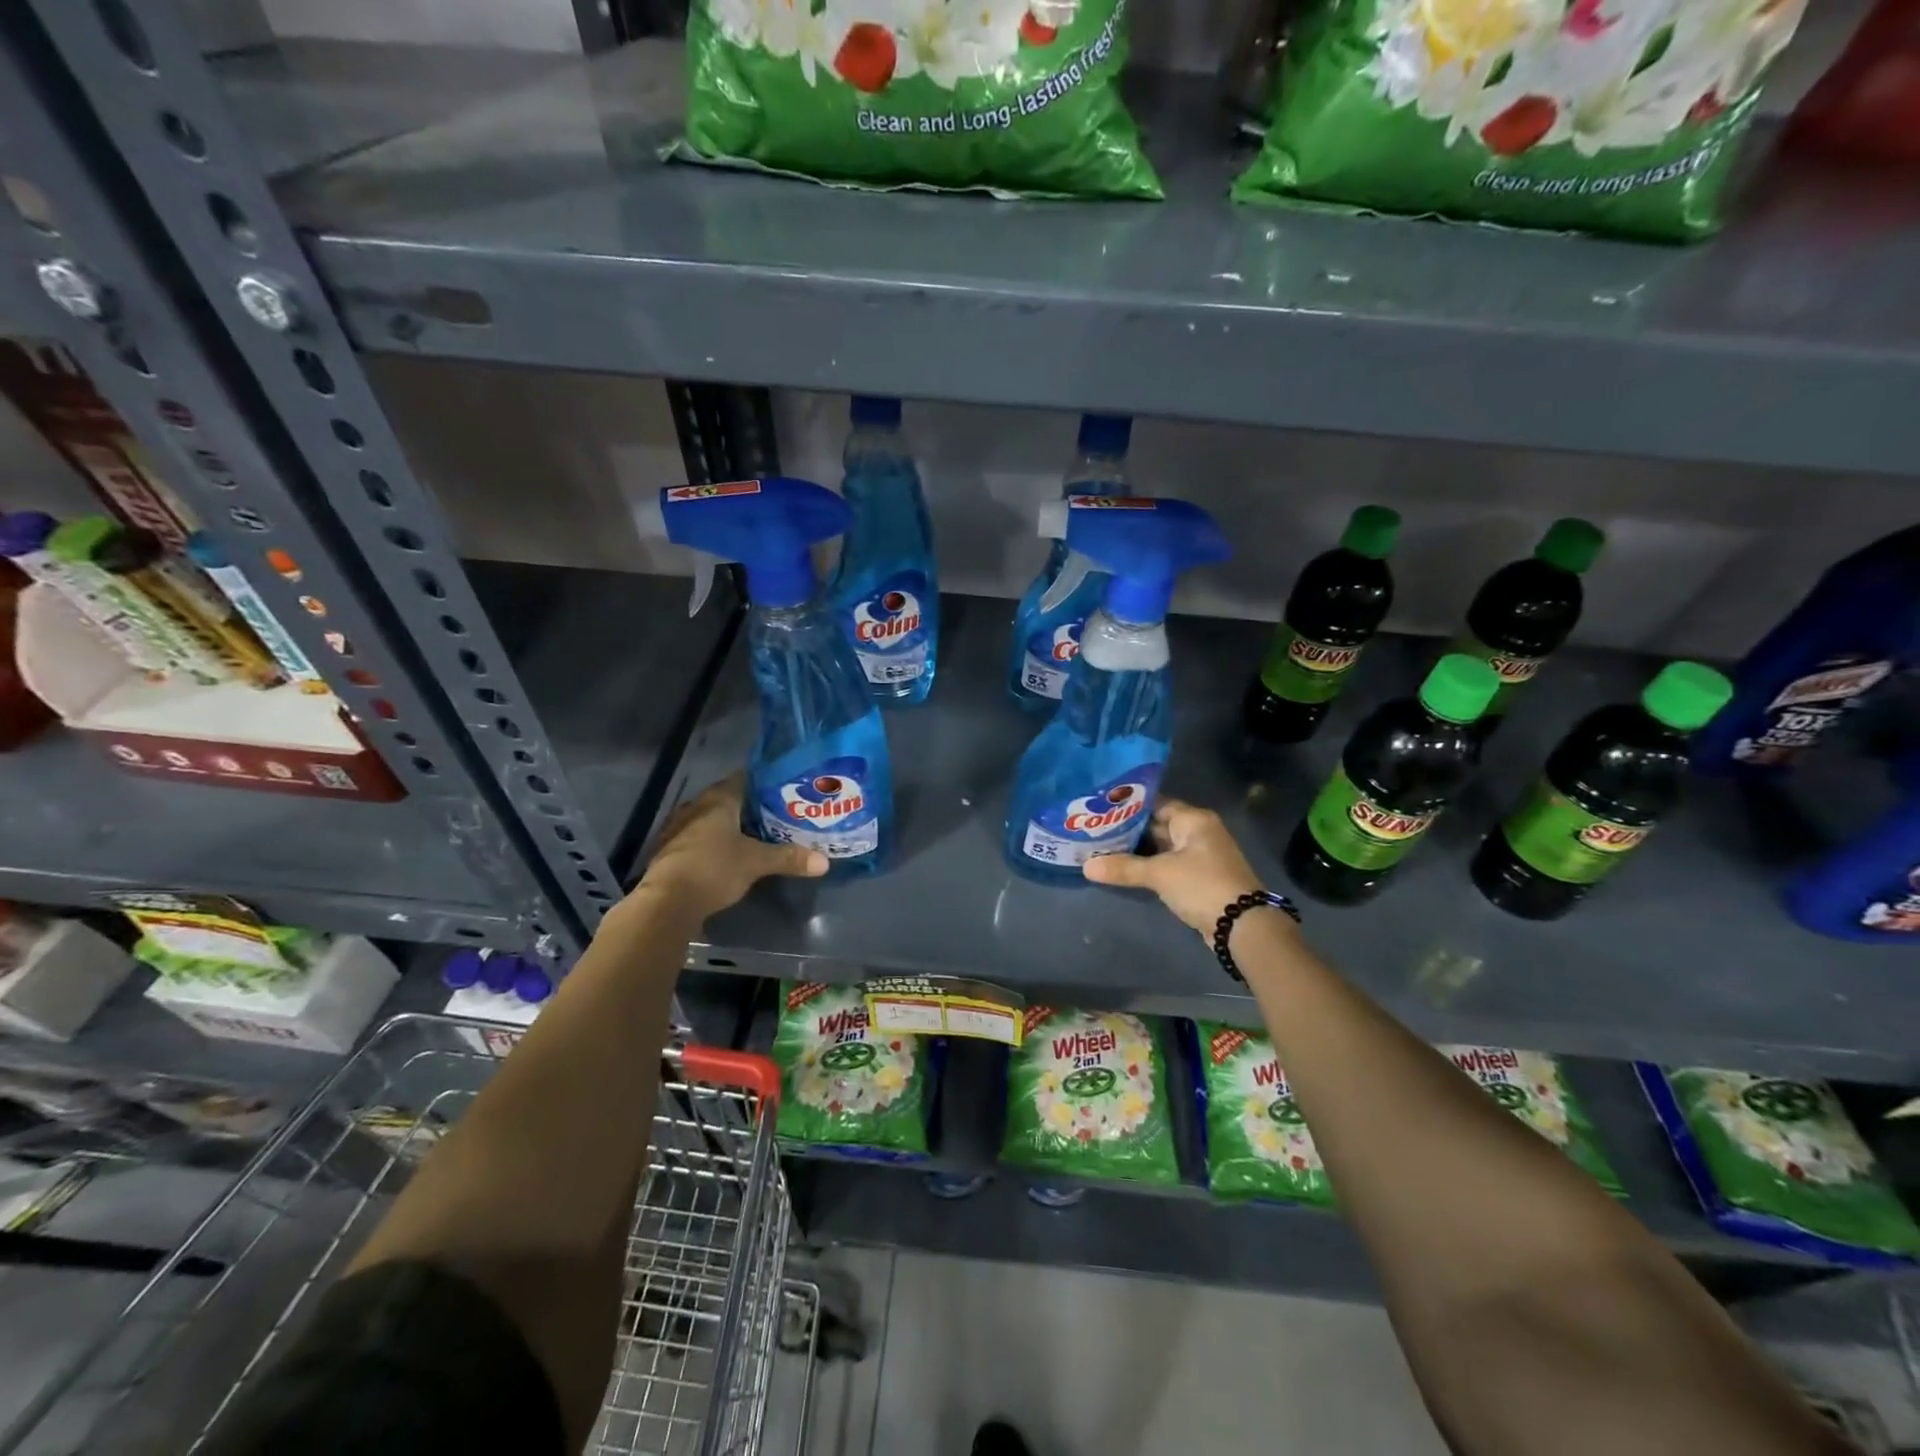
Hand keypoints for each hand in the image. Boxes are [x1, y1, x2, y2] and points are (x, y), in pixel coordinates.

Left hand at [635, 774, 826, 923]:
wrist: (666, 903)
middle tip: (776, 815)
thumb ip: (789, 858)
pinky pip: (699, 838)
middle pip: (727, 800)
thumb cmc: (714, 869)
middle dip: (749, 807)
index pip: (743, 779)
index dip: (764, 783)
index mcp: (717, 800)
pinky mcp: (669, 851)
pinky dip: (714, 842)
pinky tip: (728, 855)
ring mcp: (678, 828)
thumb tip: (825, 862)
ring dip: (729, 826)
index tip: (784, 790)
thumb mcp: (756, 863)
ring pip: (711, 820)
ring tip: (756, 835)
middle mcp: (695, 807)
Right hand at [1084, 797, 1266, 937]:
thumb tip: (1086, 866)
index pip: (1155, 803)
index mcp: (1193, 819)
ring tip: (1101, 847)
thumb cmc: (1202, 885)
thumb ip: (1123, 867)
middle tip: (1094, 828)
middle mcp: (1198, 832)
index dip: (1128, 806)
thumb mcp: (1159, 874)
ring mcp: (1200, 856)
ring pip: (1161, 847)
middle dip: (1128, 829)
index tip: (1100, 808)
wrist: (1242, 926)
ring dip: (1136, 850)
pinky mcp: (1198, 877)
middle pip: (1157, 824)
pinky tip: (1123, 869)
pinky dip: (1148, 866)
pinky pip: (1167, 864)